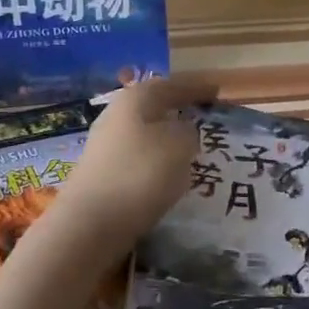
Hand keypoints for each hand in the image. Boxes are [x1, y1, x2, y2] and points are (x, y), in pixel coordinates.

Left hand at [55, 76, 218, 245]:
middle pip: (153, 106)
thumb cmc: (140, 173)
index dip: (196, 87)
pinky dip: (157, 159)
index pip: (171, 84)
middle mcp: (116, 115)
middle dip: (179, 109)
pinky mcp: (103, 174)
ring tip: (192, 147)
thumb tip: (182, 130)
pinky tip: (170, 173)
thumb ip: (189, 131)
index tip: (218, 91)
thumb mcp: (180, 145)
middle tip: (204, 116)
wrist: (90, 223)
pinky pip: (139, 157)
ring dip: (168, 137)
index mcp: (135, 98)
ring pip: (146, 133)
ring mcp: (105, 145)